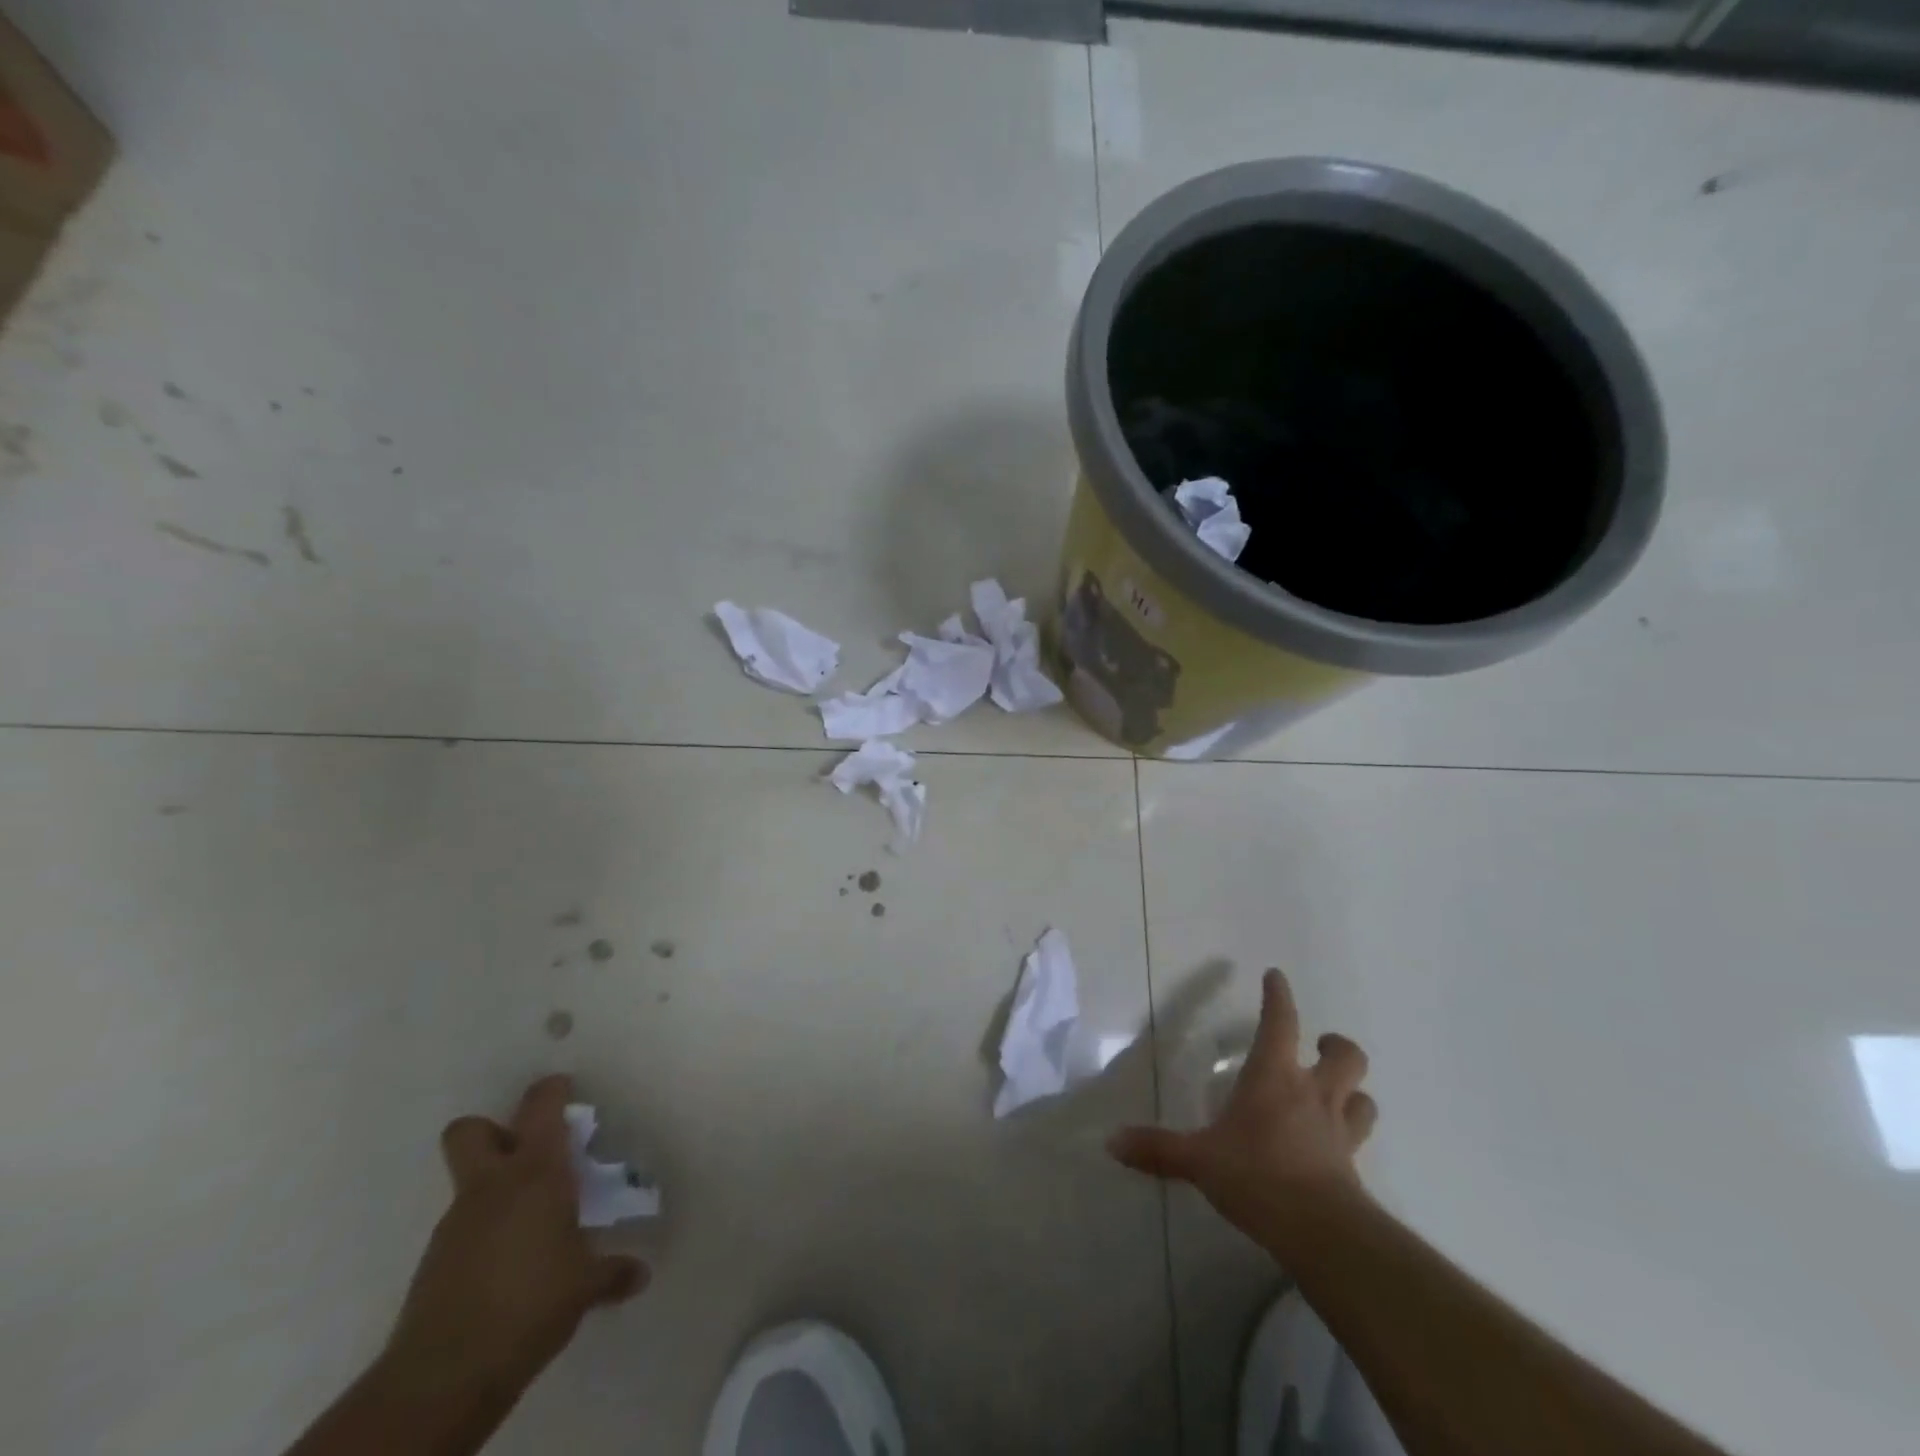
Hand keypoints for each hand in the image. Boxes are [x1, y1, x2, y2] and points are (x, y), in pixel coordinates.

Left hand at [381, 1075, 648, 1402]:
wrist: (445, 1375)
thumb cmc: (532, 1303)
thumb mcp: (585, 1286)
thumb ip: (612, 1272)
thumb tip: (640, 1273)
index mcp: (535, 1173)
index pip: (541, 1107)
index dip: (552, 1090)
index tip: (565, 1088)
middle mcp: (491, 1187)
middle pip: (471, 1130)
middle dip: (493, 1129)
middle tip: (526, 1150)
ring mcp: (455, 1224)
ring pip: (468, 1184)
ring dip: (494, 1190)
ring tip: (532, 1224)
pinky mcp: (433, 1264)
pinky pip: (463, 1229)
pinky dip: (484, 1233)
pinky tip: (509, 1265)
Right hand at [1108, 969, 1377, 1255]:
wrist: (1322, 1231)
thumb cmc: (1256, 1175)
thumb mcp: (1199, 1160)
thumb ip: (1158, 1149)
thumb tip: (1112, 1141)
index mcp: (1274, 1076)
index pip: (1280, 1022)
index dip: (1278, 996)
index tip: (1276, 976)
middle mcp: (1313, 1094)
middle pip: (1345, 1056)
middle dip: (1335, 1045)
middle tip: (1320, 1045)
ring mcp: (1339, 1130)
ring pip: (1363, 1097)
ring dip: (1353, 1090)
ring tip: (1338, 1093)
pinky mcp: (1353, 1167)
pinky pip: (1359, 1140)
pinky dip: (1351, 1133)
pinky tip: (1335, 1146)